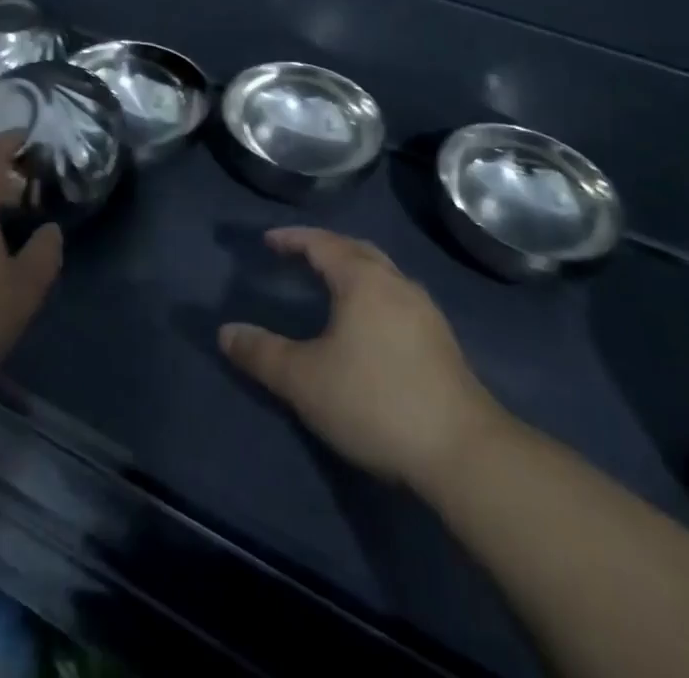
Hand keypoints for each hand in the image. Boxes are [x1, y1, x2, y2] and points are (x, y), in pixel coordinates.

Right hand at [219, 227, 503, 489]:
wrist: (462, 451)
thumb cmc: (375, 402)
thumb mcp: (305, 381)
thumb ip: (262, 354)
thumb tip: (225, 332)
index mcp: (363, 280)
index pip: (322, 243)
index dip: (293, 239)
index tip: (269, 240)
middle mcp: (396, 283)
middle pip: (357, 249)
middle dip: (326, 247)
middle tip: (299, 255)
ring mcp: (424, 311)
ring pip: (382, 273)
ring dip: (353, 269)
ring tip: (330, 285)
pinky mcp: (440, 341)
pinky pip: (397, 298)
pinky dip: (373, 294)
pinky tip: (368, 324)